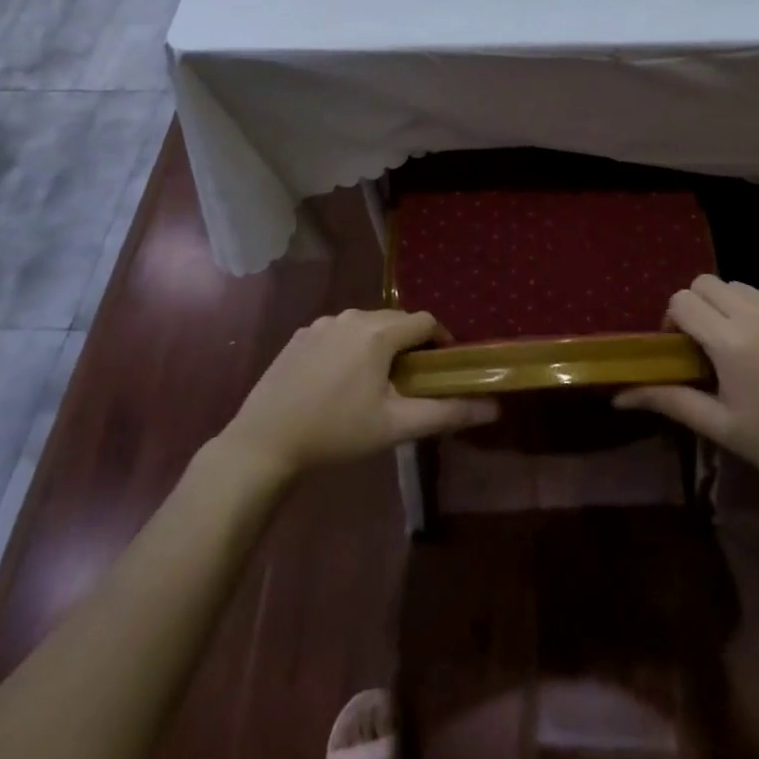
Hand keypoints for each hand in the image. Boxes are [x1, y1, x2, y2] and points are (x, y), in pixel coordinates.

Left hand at [218, 308, 497, 479]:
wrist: (264, 442)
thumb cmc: (336, 433)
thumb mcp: (396, 426)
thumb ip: (447, 413)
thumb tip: (494, 408)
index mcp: (378, 332)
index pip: (424, 321)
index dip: (440, 341)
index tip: (443, 368)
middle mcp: (351, 316)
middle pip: (395, 321)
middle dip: (409, 344)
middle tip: (412, 380)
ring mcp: (321, 323)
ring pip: (365, 325)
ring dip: (379, 345)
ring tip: (377, 382)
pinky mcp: (300, 335)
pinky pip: (337, 333)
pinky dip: (349, 348)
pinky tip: (339, 381)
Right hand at [614, 276, 758, 509]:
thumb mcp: (719, 425)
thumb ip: (668, 400)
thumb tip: (619, 395)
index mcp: (732, 343)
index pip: (683, 301)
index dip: (674, 320)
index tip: (682, 349)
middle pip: (706, 283)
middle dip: (697, 307)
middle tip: (705, 343)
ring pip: (738, 286)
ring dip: (727, 305)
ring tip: (738, 343)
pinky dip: (757, 307)